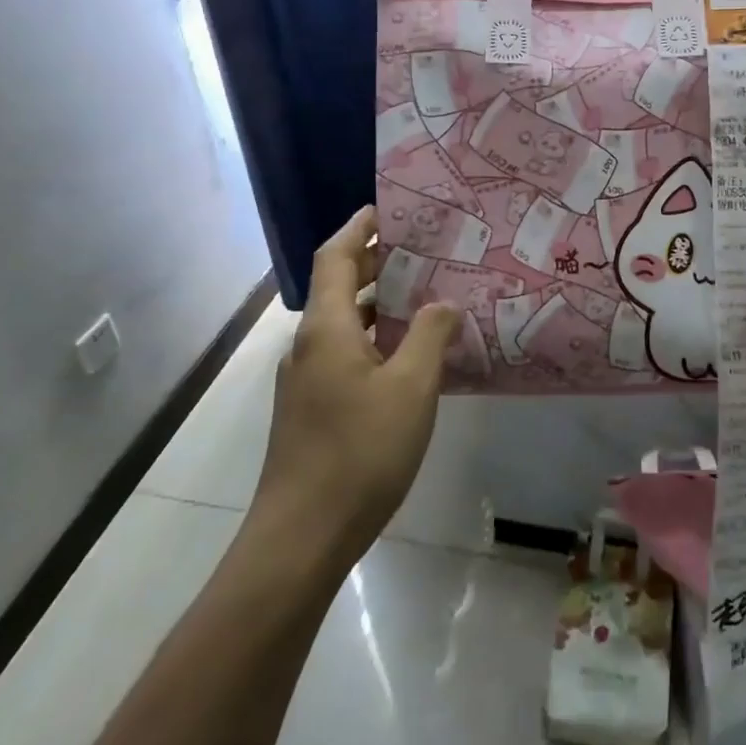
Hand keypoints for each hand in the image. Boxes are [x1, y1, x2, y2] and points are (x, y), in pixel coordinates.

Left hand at [256, 206, 459, 561]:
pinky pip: (344, 356)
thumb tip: (442, 303)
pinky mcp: (311, 411)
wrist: (303, 534)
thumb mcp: (411, 388)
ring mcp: (305, 381)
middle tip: (421, 253)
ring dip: (376, 306)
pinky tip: (407, 360)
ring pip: (342, 325)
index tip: (387, 210)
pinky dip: (373, 341)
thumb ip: (429, 336)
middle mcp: (308, 346)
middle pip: (337, 288)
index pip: (335, 257)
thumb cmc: (360, 451)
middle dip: (374, 265)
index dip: (358, 228)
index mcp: (326, 329)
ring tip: (423, 300)